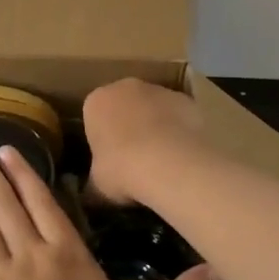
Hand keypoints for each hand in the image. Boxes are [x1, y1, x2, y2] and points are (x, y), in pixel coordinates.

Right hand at [82, 78, 207, 206]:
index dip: (101, 138)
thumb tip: (92, 192)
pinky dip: (179, 130)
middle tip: (134, 159)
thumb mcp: (97, 185)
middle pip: (124, 105)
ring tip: (162, 161)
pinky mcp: (186, 99)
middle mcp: (125, 87)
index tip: (108, 159)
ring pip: (153, 108)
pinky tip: (182, 156)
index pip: (93, 116)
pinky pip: (178, 116)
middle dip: (128, 126)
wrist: (169, 162)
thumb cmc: (122, 169)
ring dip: (155, 126)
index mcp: (96, 102)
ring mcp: (159, 90)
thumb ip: (94, 182)